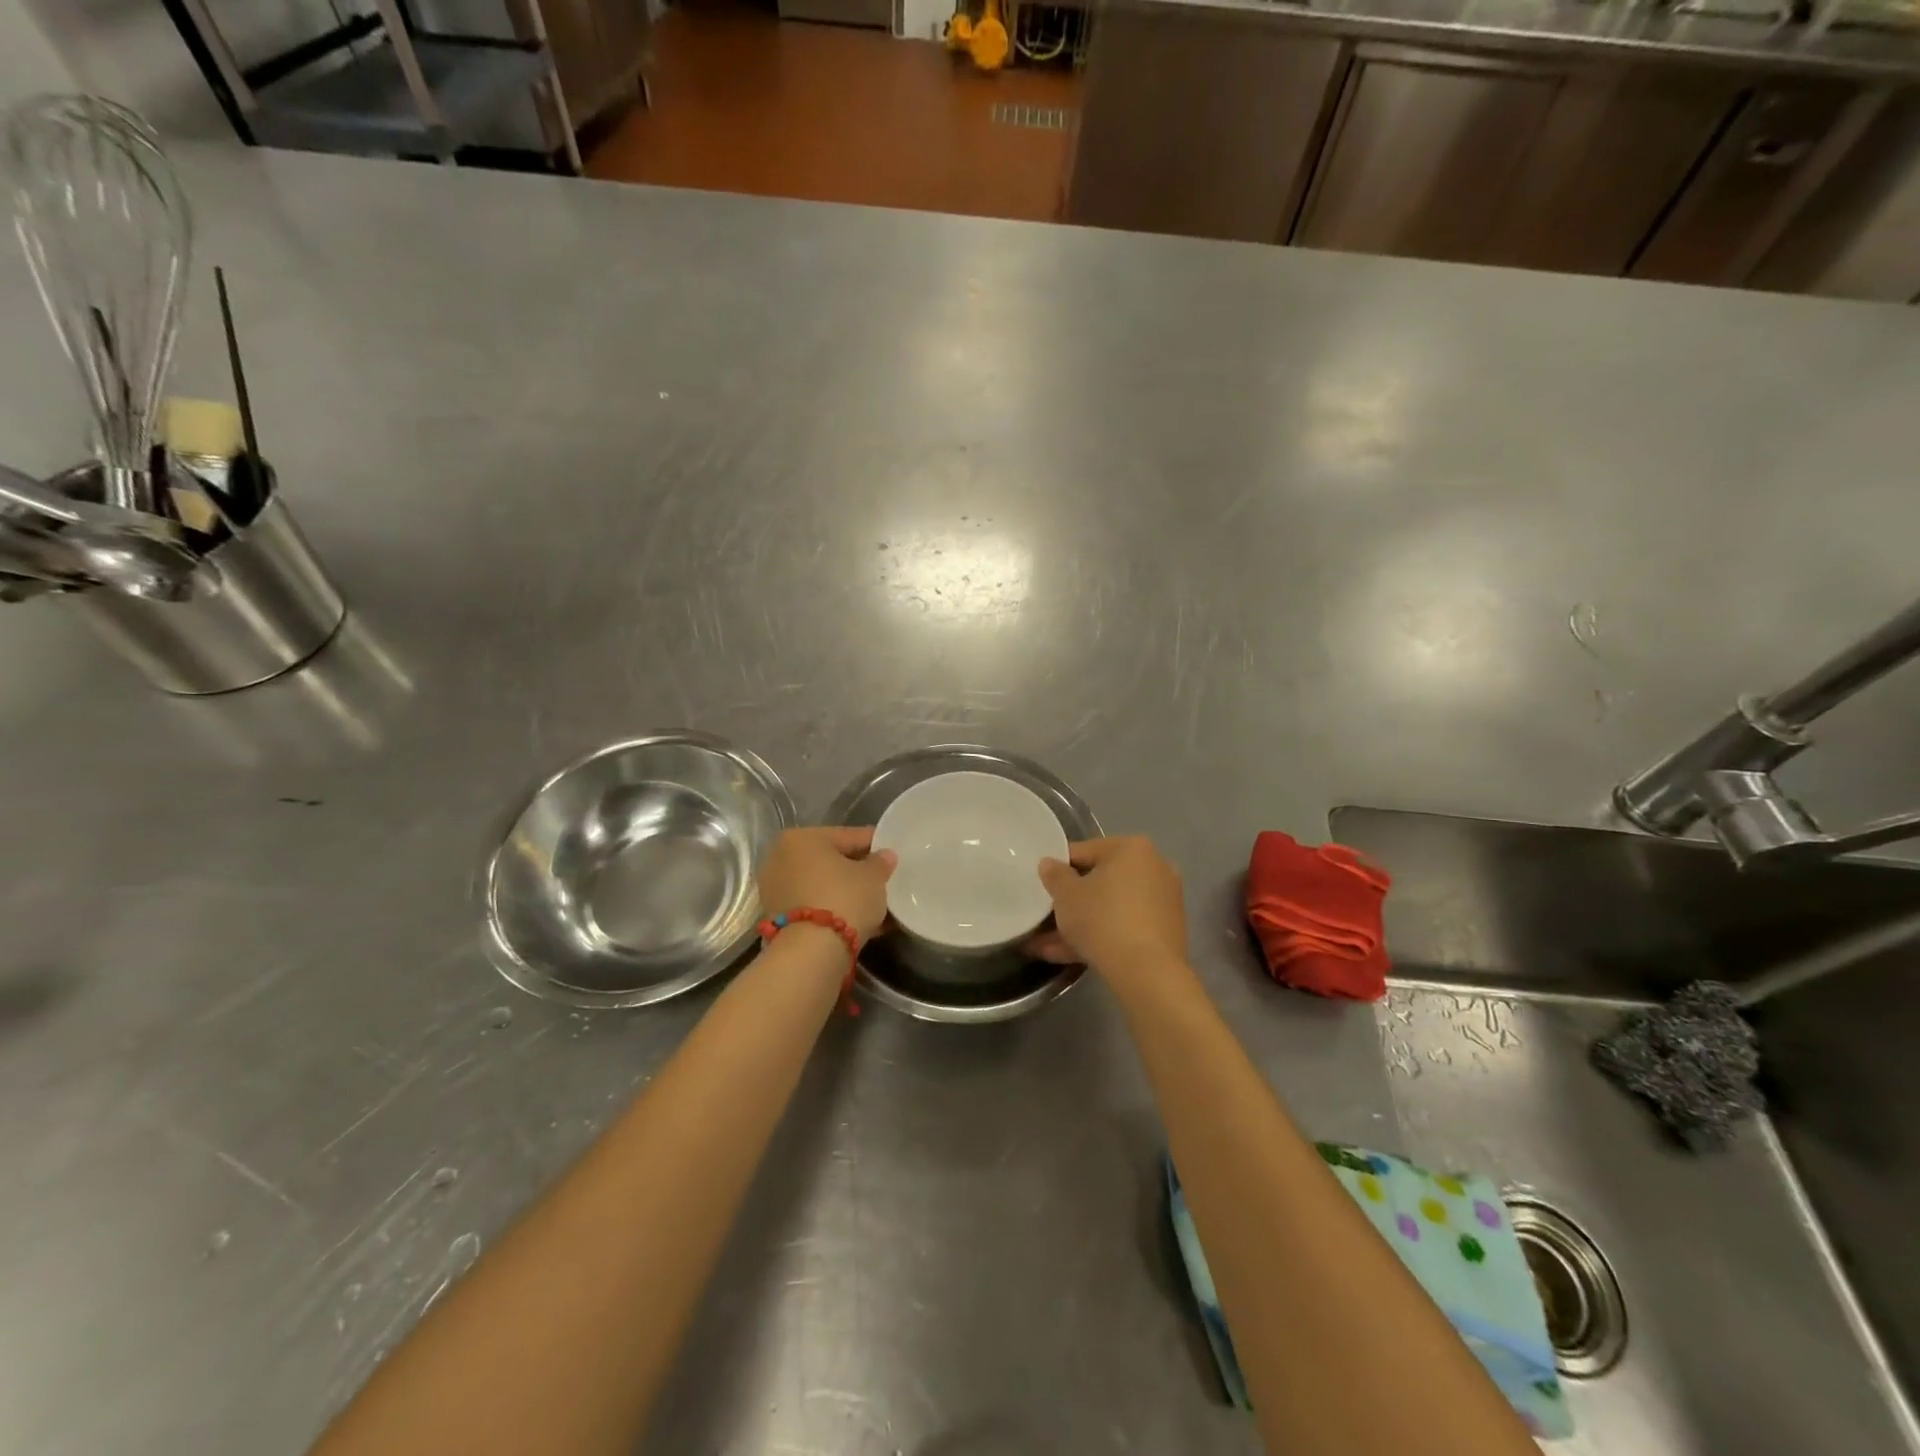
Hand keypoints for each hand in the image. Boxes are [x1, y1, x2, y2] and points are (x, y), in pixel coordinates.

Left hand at [757, 827, 896, 941]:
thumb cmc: (843, 898)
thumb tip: (885, 856)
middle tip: (884, 879)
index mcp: (801, 838)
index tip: (891, 852)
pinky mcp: (778, 919)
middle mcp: (781, 858)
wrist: (811, 952)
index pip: (847, 836)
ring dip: (847, 893)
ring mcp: (776, 890)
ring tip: (876, 903)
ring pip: (822, 886)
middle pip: (831, 861)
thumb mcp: (873, 877)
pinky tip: (860, 920)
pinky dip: (835, 910)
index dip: (873, 844)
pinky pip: (815, 906)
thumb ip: (880, 862)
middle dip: (857, 871)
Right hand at [1029, 836, 1186, 975]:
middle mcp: (1154, 867)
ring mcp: (1164, 901)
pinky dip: (1101, 936)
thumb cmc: (1103, 920)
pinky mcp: (1166, 931)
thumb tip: (1050, 864)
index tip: (1043, 889)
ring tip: (1047, 947)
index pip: (1084, 851)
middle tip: (1045, 919)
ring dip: (1081, 925)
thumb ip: (1054, 875)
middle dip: (1071, 903)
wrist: (1148, 973)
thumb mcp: (1066, 895)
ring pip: (1111, 908)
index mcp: (1132, 848)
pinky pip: (1125, 926)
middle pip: (1100, 882)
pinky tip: (1069, 956)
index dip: (1058, 870)